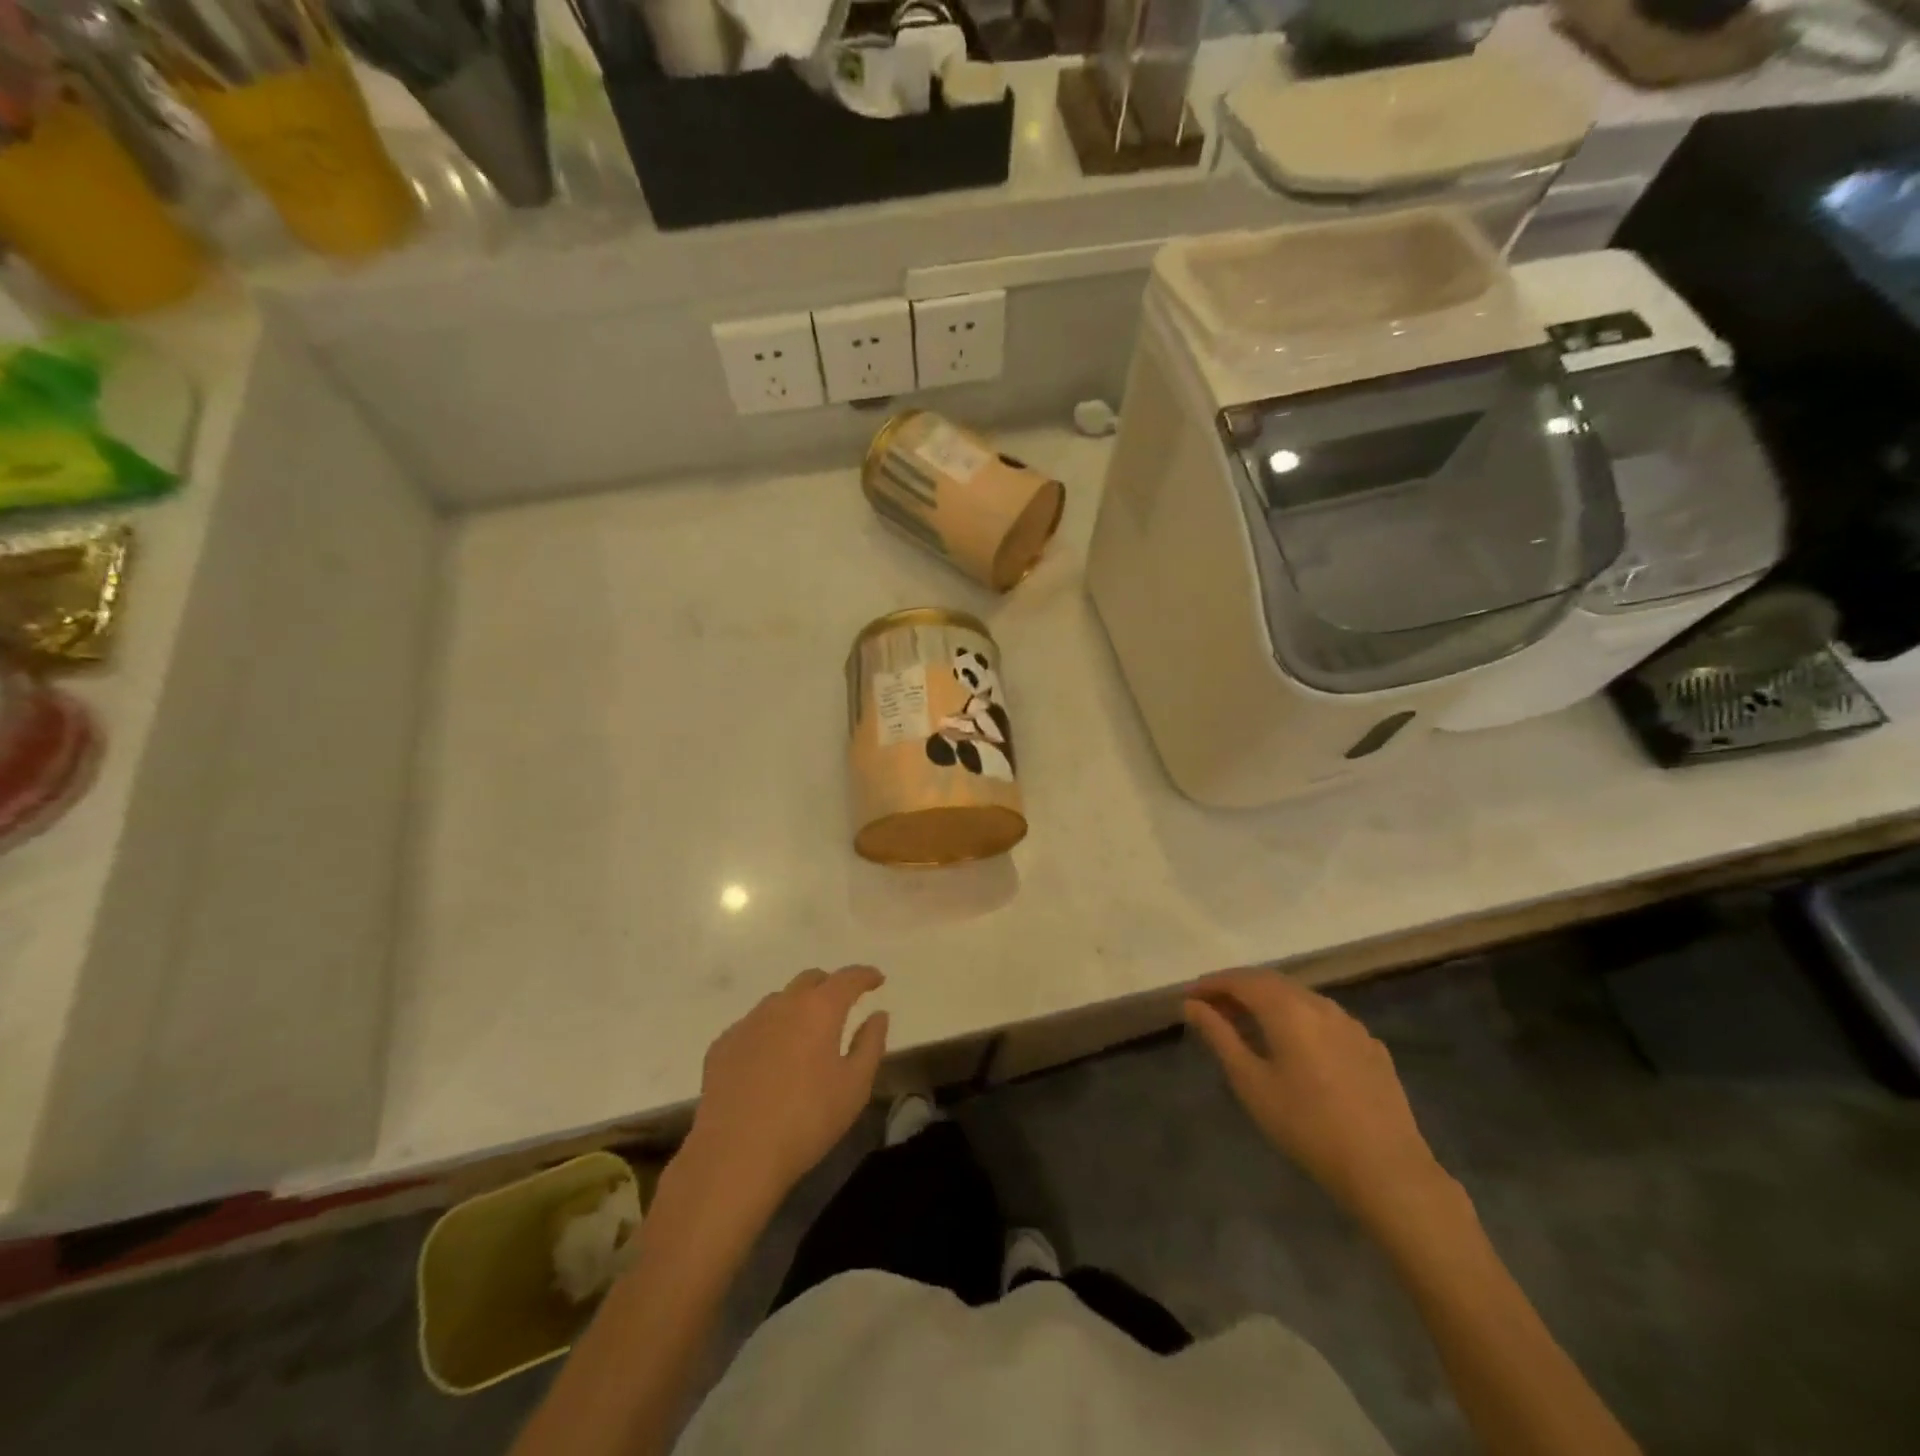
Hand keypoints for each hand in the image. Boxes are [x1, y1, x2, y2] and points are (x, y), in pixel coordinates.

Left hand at [685, 966, 888, 1210]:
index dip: (864, 975)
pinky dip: (769, 1032)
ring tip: (805, 1035)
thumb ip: (871, 1044)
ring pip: (779, 1001)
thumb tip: (878, 1015)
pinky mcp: (722, 1046)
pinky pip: (752, 1026)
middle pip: (810, 980)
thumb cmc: (806, 1120)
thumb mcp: (855, 1086)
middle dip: (829, 986)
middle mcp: (782, 1005)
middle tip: (842, 1005)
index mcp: (819, 1009)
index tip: (877, 979)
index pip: (847, 978)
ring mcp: (748, 1023)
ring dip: (797, 1008)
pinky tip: (769, 1061)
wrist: (735, 1155)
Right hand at [1184, 971, 1451, 1232]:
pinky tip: (1295, 1045)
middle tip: (1212, 1008)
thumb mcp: (1251, 1082)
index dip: (1211, 984)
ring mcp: (1350, 1024)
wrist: (1387, 1170)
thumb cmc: (1307, 1126)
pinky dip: (1298, 1019)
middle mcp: (1320, 1004)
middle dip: (1238, 989)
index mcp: (1288, 1008)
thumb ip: (1219, 1036)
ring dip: (1269, 1002)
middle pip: (1271, 982)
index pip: (1241, 980)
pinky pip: (1325, 1018)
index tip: (1189, 997)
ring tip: (1248, 1024)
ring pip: (1300, 997)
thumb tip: (1192, 1005)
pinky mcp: (1370, 1046)